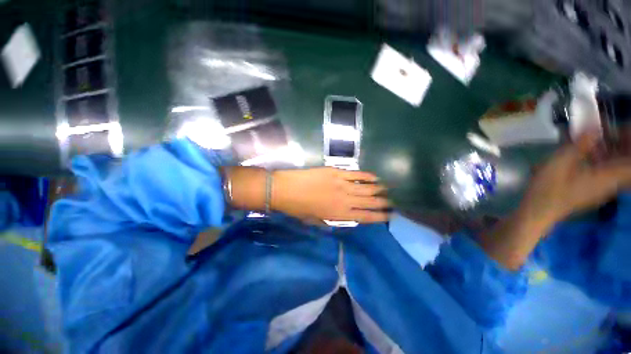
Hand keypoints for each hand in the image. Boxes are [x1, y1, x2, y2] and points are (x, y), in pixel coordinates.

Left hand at [272, 167, 389, 223]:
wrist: (286, 189)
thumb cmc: (298, 208)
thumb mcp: (315, 221)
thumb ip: (330, 221)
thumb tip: (341, 218)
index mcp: (339, 214)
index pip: (365, 217)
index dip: (379, 217)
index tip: (389, 215)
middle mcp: (345, 200)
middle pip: (370, 202)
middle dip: (383, 203)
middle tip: (392, 202)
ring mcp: (342, 184)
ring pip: (366, 188)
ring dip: (379, 189)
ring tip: (387, 190)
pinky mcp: (336, 172)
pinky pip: (356, 174)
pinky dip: (367, 175)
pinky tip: (375, 177)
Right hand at [479, 133, 630, 269]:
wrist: (538, 211)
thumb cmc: (547, 189)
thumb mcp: (559, 164)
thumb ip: (579, 146)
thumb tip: (594, 128)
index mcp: (606, 176)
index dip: (629, 142)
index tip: (621, 129)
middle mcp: (610, 182)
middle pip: (626, 164)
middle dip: (622, 145)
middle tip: (608, 130)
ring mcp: (602, 187)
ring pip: (618, 167)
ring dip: (613, 151)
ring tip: (598, 138)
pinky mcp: (593, 189)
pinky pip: (608, 172)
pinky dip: (605, 159)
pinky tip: (590, 153)